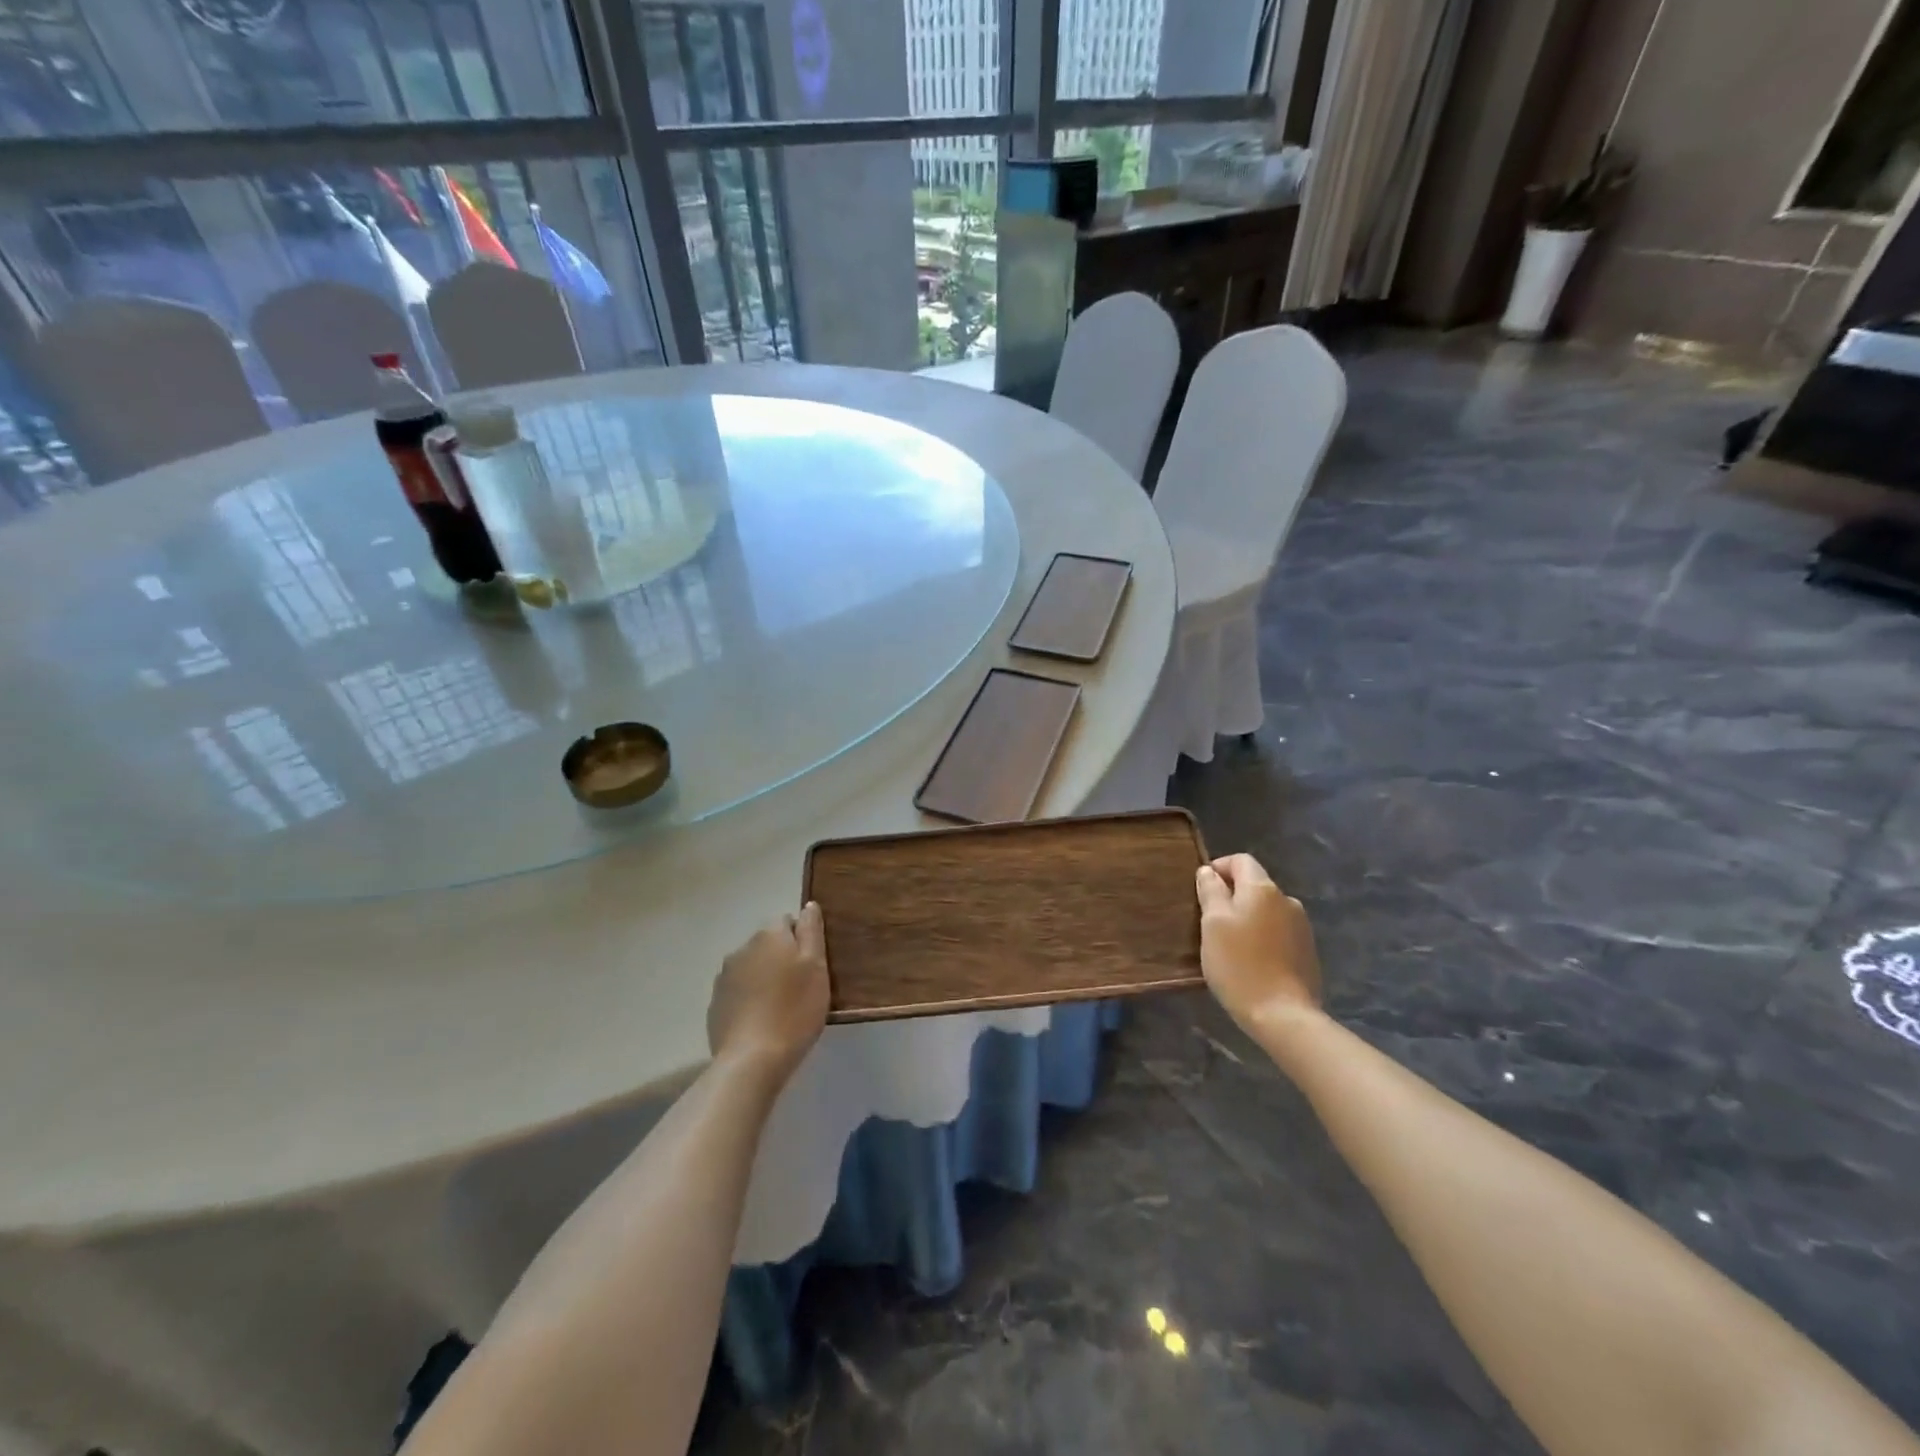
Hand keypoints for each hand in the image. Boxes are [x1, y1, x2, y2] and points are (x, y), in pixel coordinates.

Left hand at [707, 903, 829, 1084]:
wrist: (752, 1059)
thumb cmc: (794, 1010)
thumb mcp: (816, 968)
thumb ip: (812, 932)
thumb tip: (808, 906)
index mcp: (769, 935)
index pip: (787, 922)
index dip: (801, 941)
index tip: (812, 966)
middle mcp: (742, 948)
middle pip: (767, 944)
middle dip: (782, 958)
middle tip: (800, 988)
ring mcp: (724, 976)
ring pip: (751, 967)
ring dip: (764, 978)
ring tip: (779, 1007)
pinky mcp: (715, 1003)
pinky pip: (738, 991)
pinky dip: (749, 999)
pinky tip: (760, 1021)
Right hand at [1195, 854, 1321, 1032]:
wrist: (1283, 1015)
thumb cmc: (1239, 965)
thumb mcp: (1213, 924)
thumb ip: (1210, 891)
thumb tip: (1208, 871)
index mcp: (1263, 889)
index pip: (1241, 860)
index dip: (1218, 868)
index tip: (1201, 890)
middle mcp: (1287, 900)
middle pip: (1254, 885)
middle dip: (1231, 896)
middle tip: (1209, 921)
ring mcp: (1301, 926)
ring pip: (1266, 910)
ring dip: (1247, 917)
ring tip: (1229, 944)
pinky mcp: (1307, 951)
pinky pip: (1278, 931)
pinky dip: (1262, 936)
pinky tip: (1251, 960)